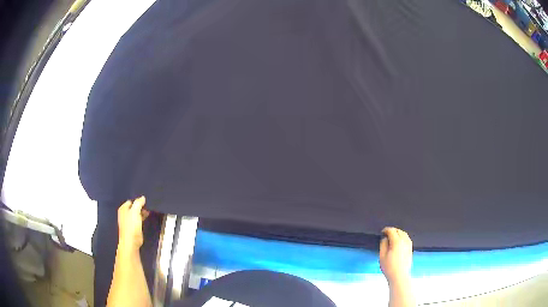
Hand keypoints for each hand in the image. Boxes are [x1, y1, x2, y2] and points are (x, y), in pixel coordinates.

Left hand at [117, 196, 148, 252]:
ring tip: (149, 211)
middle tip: (148, 206)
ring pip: (136, 214)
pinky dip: (142, 219)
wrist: (131, 241)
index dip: (138, 201)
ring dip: (142, 213)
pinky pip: (138, 220)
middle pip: (133, 208)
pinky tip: (147, 218)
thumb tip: (142, 197)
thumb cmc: (131, 225)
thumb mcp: (135, 211)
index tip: (145, 201)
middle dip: (140, 207)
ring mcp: (129, 221)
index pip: (131, 201)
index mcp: (123, 209)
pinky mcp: (133, 228)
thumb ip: (138, 203)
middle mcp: (125, 214)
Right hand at [379, 227, 412, 284]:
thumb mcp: (382, 256)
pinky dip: (402, 237)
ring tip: (393, 237)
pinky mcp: (410, 249)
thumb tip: (385, 239)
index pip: (392, 231)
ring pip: (404, 234)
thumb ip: (383, 245)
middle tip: (387, 234)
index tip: (382, 232)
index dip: (386, 230)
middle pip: (399, 231)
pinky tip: (399, 242)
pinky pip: (407, 239)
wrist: (399, 276)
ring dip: (398, 233)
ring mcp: (409, 245)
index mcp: (397, 242)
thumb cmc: (389, 267)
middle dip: (393, 230)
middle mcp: (404, 241)